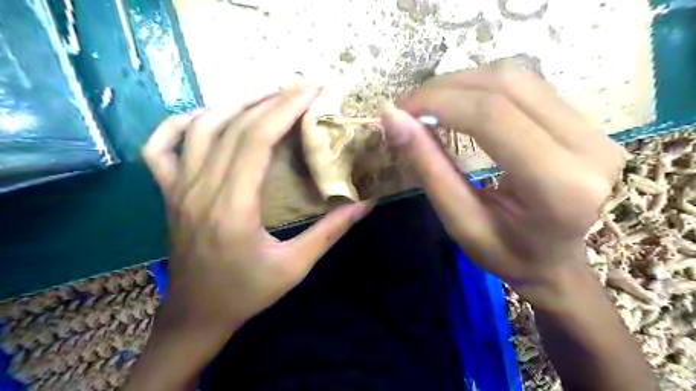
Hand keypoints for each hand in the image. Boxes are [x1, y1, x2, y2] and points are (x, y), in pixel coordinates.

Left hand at [139, 87, 372, 334]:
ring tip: (267, 93)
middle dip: (270, 99)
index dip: (284, 109)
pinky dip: (180, 123)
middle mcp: (200, 189)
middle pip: (232, 126)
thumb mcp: (295, 266)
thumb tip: (365, 204)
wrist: (198, 314)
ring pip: (199, 127)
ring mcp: (177, 188)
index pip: (256, 140)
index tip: (312, 92)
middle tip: (301, 88)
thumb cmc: (247, 292)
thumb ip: (330, 232)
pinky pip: (160, 147)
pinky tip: (206, 116)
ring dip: (234, 102)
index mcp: (233, 208)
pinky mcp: (168, 193)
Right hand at [379, 61, 625, 306]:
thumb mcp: (460, 221)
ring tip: (431, 105)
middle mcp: (588, 147)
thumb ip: (429, 168)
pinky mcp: (589, 122)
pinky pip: (529, 86)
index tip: (399, 110)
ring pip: (519, 77)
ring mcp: (596, 130)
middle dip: (447, 88)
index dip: (439, 102)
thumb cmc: (508, 254)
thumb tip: (393, 119)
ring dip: (464, 83)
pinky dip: (484, 88)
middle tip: (410, 106)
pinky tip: (461, 105)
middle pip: (507, 85)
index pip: (492, 117)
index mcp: (558, 186)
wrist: (558, 263)